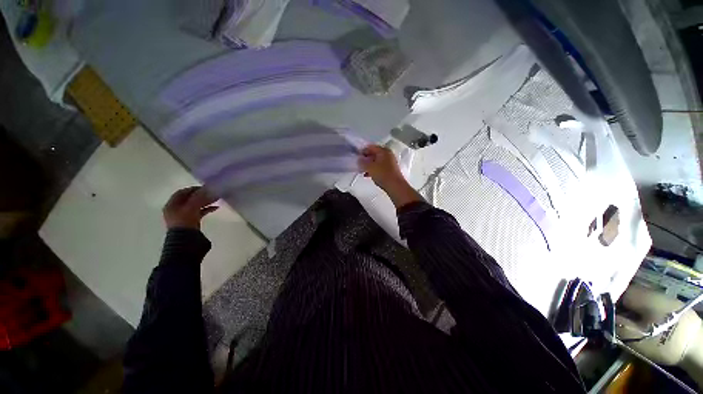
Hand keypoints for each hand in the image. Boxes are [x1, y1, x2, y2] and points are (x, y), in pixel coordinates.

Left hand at [163, 186, 218, 229]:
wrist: (185, 239)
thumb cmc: (185, 221)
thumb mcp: (192, 207)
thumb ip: (200, 197)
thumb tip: (208, 188)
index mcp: (172, 204)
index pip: (182, 192)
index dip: (193, 189)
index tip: (205, 188)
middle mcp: (176, 209)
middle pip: (189, 199)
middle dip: (202, 195)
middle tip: (212, 193)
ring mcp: (183, 216)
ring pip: (195, 205)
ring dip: (205, 201)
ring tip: (216, 199)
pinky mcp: (191, 221)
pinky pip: (199, 212)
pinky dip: (207, 209)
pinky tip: (216, 207)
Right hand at [358, 145, 405, 190]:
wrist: (395, 185)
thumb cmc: (382, 174)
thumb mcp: (370, 167)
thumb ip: (363, 162)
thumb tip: (359, 159)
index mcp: (383, 150)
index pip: (371, 147)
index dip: (363, 151)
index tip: (357, 157)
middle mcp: (388, 154)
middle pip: (374, 154)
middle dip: (366, 159)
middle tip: (359, 164)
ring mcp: (390, 162)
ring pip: (376, 161)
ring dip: (369, 165)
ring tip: (362, 170)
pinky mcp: (390, 170)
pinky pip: (379, 167)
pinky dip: (373, 170)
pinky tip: (368, 175)